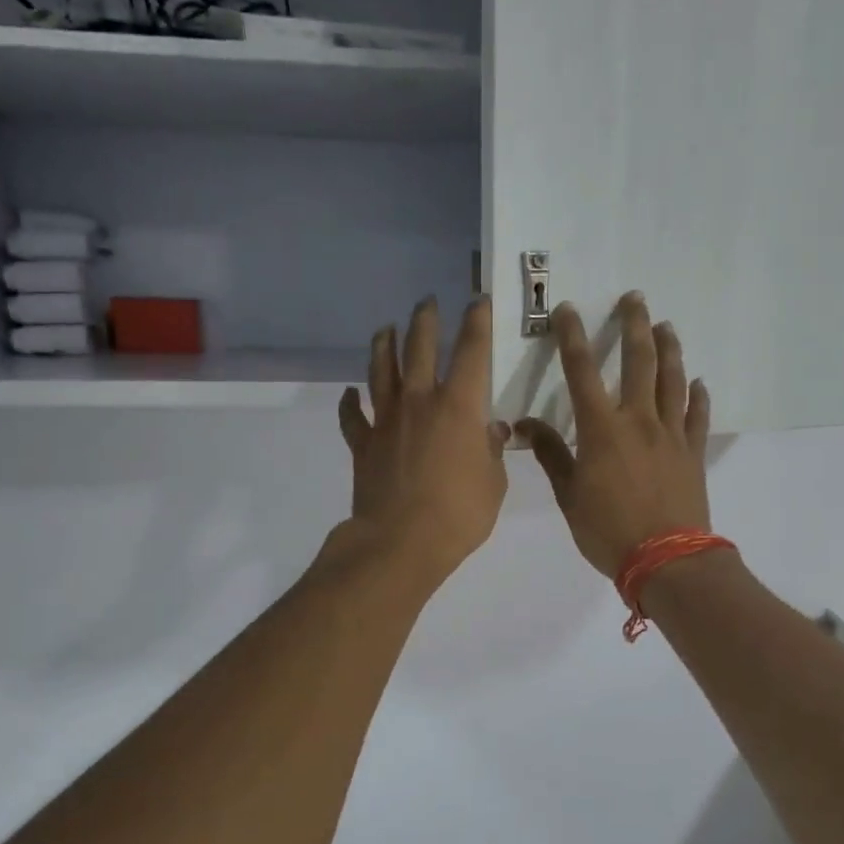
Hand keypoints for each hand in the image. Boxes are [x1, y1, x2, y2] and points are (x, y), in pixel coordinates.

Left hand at [335, 296, 510, 587]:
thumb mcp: (494, 484)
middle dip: (424, 320)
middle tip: (426, 301)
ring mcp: (386, 421)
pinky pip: (352, 417)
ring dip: (383, 346)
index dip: (476, 322)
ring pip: (381, 371)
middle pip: (418, 348)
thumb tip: (491, 430)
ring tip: (385, 328)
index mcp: (459, 406)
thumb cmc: (459, 514)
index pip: (471, 351)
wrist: (401, 542)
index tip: (477, 301)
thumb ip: (491, 452)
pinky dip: (350, 403)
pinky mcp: (363, 444)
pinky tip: (350, 393)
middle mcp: (419, 401)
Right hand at [517, 293, 711, 579]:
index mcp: (602, 429)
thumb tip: (526, 425)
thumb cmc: (608, 530)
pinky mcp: (693, 452)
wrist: (666, 560)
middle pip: (639, 362)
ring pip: (672, 380)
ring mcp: (671, 434)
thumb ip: (552, 455)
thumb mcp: (570, 496)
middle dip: (635, 325)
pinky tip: (698, 382)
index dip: (572, 337)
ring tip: (667, 326)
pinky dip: (698, 396)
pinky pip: (697, 416)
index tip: (568, 310)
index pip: (581, 372)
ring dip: (669, 349)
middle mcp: (639, 420)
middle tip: (635, 299)